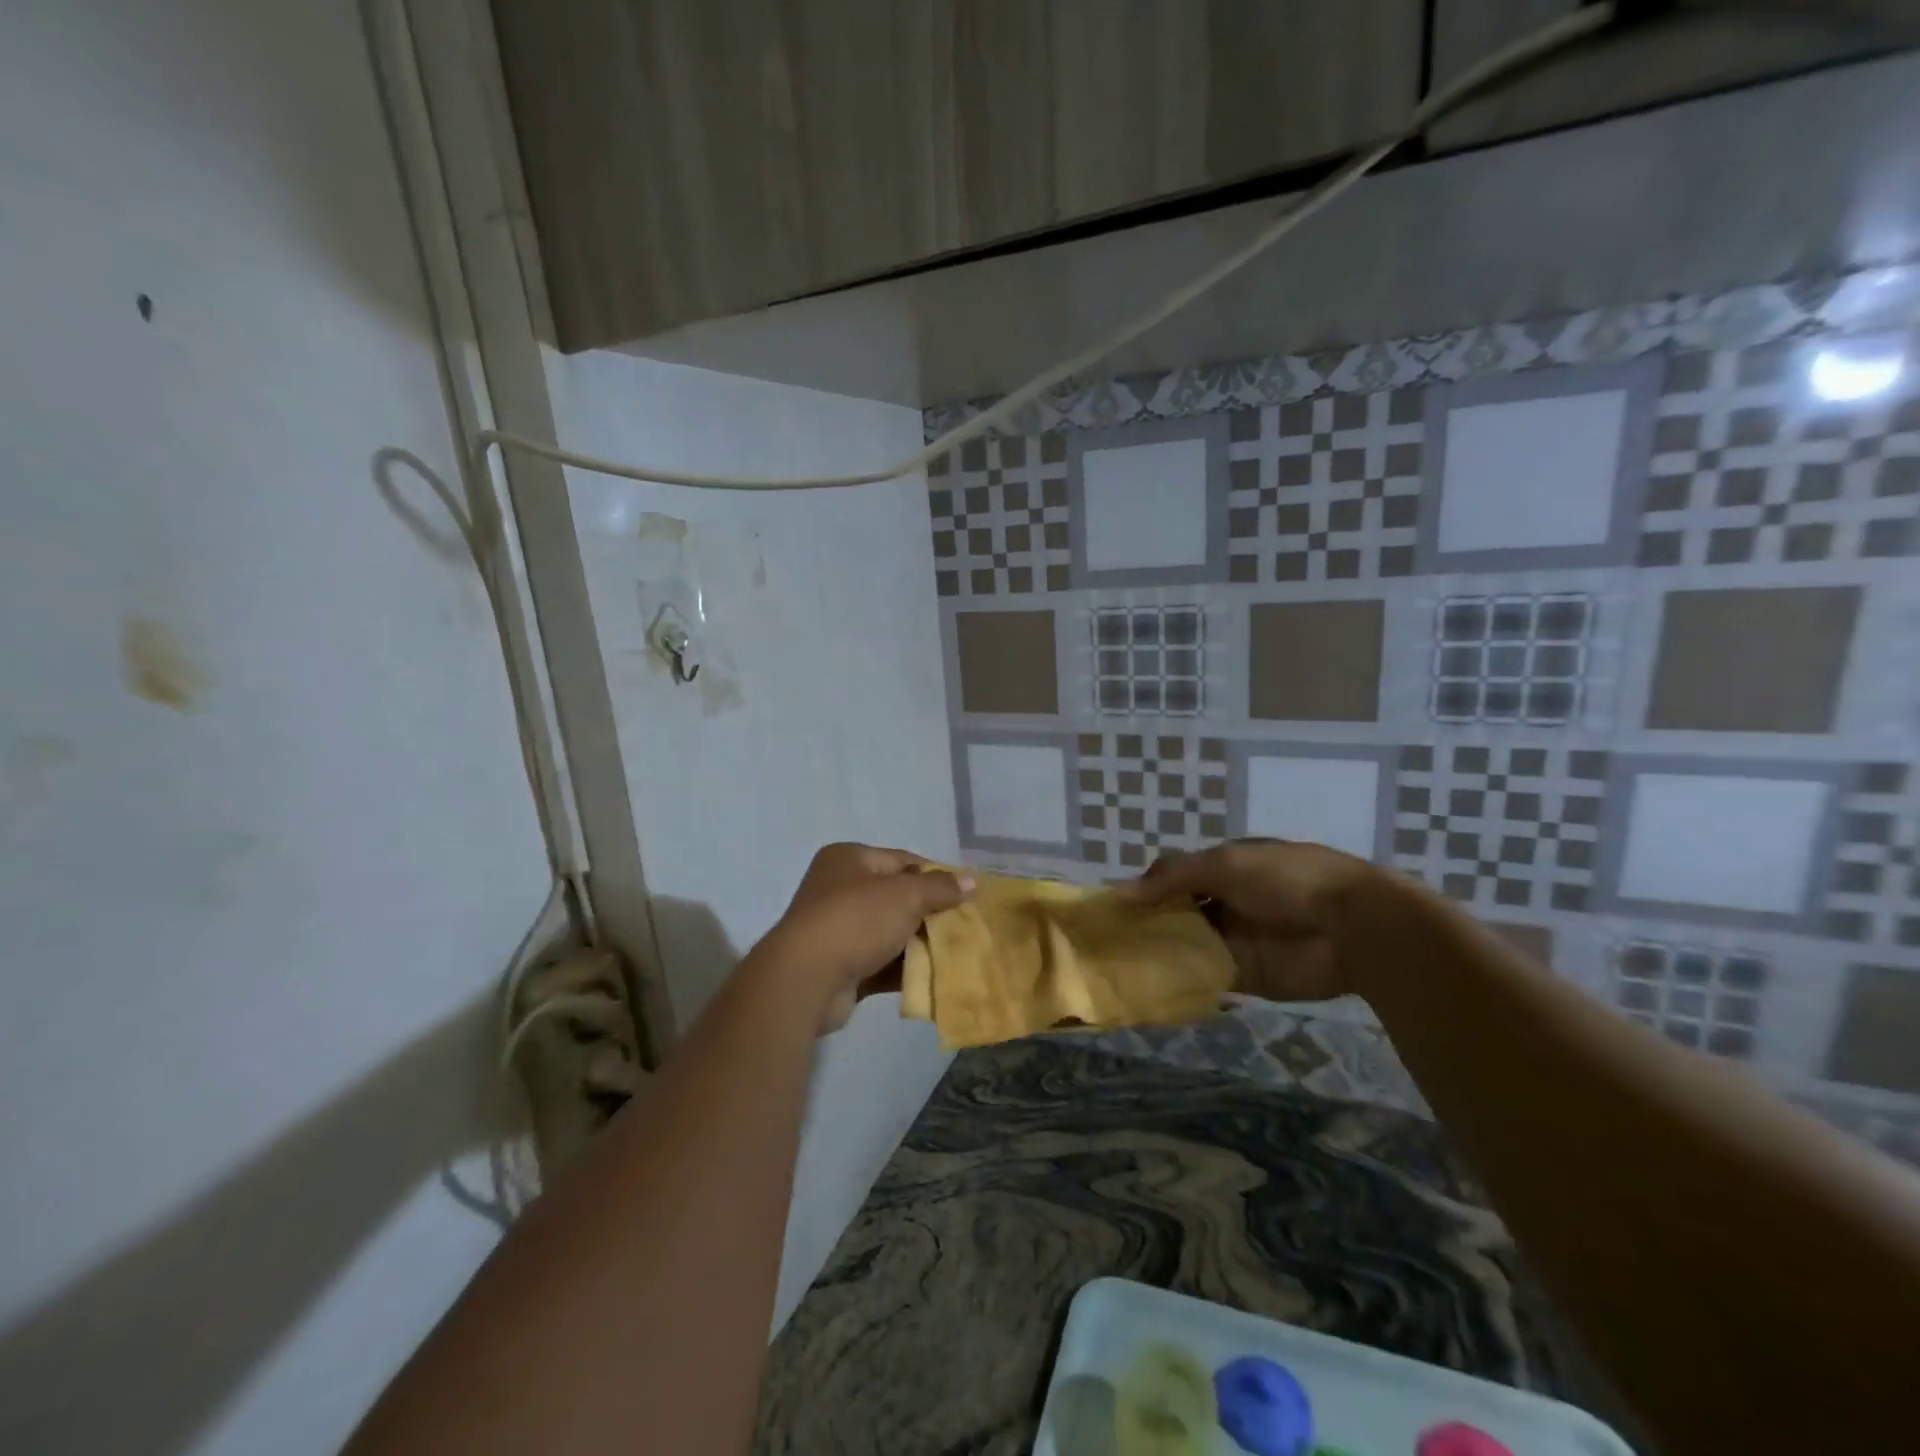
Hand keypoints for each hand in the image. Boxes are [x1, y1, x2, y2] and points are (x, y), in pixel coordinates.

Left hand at [755, 844, 972, 1033]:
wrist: (806, 979)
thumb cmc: (856, 920)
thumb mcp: (905, 895)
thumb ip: (940, 888)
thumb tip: (971, 881)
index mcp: (849, 859)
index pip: (903, 860)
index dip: (936, 876)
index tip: (965, 896)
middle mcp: (839, 888)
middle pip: (898, 897)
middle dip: (930, 913)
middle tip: (964, 927)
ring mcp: (838, 929)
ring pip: (891, 932)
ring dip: (919, 944)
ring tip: (955, 954)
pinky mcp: (841, 965)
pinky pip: (881, 962)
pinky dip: (904, 969)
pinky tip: (934, 978)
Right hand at [1126, 839, 1380, 1002]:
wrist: (1354, 926)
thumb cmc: (1287, 880)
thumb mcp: (1225, 864)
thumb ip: (1173, 876)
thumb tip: (1121, 891)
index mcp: (1226, 869)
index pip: (1176, 878)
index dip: (1146, 890)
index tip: (1113, 908)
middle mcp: (1227, 903)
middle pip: (1178, 914)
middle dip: (1148, 924)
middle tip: (1107, 942)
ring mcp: (1237, 940)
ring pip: (1188, 946)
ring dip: (1161, 953)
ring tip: (1117, 966)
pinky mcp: (1248, 976)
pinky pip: (1207, 978)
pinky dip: (1183, 980)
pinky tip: (1150, 986)